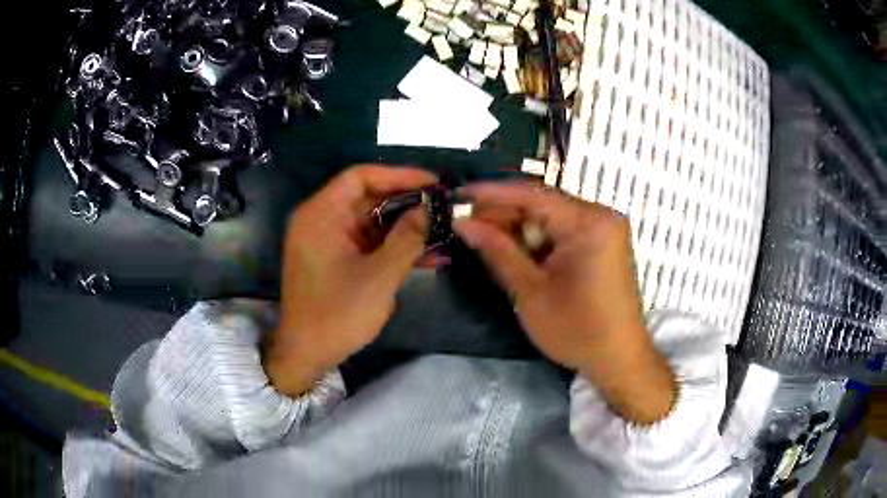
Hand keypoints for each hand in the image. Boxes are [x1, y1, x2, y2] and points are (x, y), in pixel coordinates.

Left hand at [265, 165, 436, 396]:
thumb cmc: (337, 314)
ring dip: (403, 226)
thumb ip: (407, 238)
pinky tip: (424, 253)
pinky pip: (366, 242)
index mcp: (321, 214)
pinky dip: (392, 245)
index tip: (432, 183)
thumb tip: (430, 209)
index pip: (361, 177)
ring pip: (370, 221)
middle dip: (407, 202)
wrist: (306, 354)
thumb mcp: (379, 276)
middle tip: (442, 207)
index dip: (399, 175)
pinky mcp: (334, 258)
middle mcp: (320, 219)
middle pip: (367, 197)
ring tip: (440, 229)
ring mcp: (326, 240)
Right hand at [454, 183, 675, 422]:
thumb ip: (497, 251)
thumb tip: (463, 223)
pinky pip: (564, 231)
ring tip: (484, 238)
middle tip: (466, 224)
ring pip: (551, 218)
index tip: (459, 194)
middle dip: (504, 214)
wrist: (619, 358)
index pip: (533, 195)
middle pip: (543, 204)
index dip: (492, 193)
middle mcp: (601, 215)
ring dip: (519, 229)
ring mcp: (605, 229)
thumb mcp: (531, 291)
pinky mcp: (603, 243)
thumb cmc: (577, 330)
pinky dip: (538, 240)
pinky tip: (514, 250)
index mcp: (589, 222)